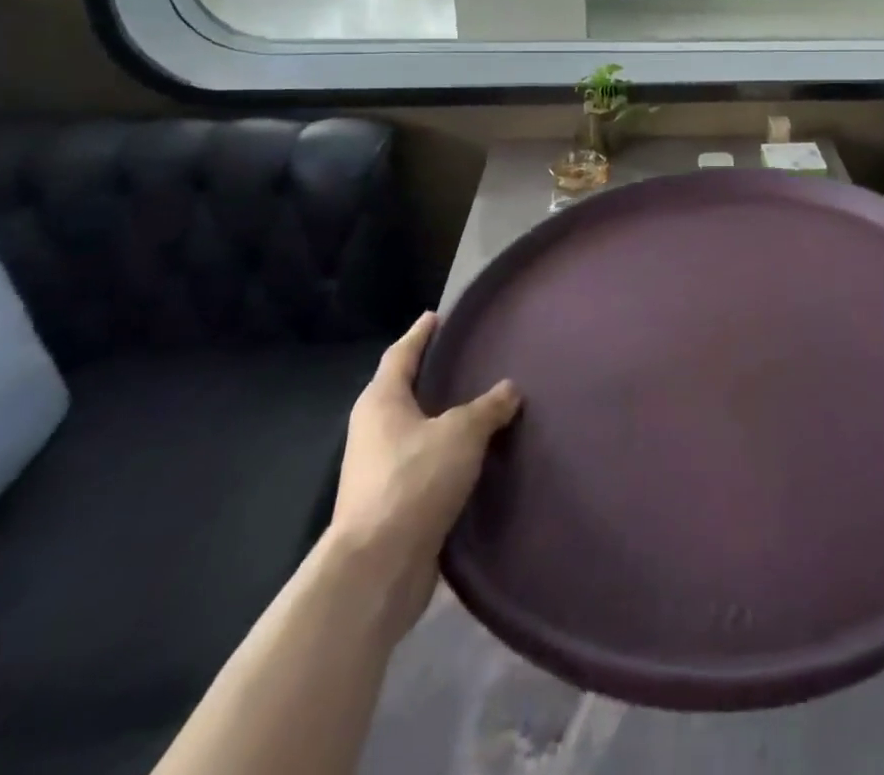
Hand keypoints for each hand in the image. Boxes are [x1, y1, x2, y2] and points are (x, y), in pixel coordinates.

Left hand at [328, 312, 521, 633]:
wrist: (377, 569)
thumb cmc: (414, 481)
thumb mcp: (462, 433)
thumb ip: (488, 407)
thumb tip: (510, 389)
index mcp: (381, 403)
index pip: (400, 355)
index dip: (420, 334)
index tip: (437, 316)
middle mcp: (373, 432)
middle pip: (403, 392)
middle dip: (431, 376)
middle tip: (468, 358)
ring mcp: (379, 471)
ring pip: (416, 431)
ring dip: (442, 419)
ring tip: (481, 406)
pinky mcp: (393, 505)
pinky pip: (425, 466)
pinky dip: (447, 455)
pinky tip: (476, 456)